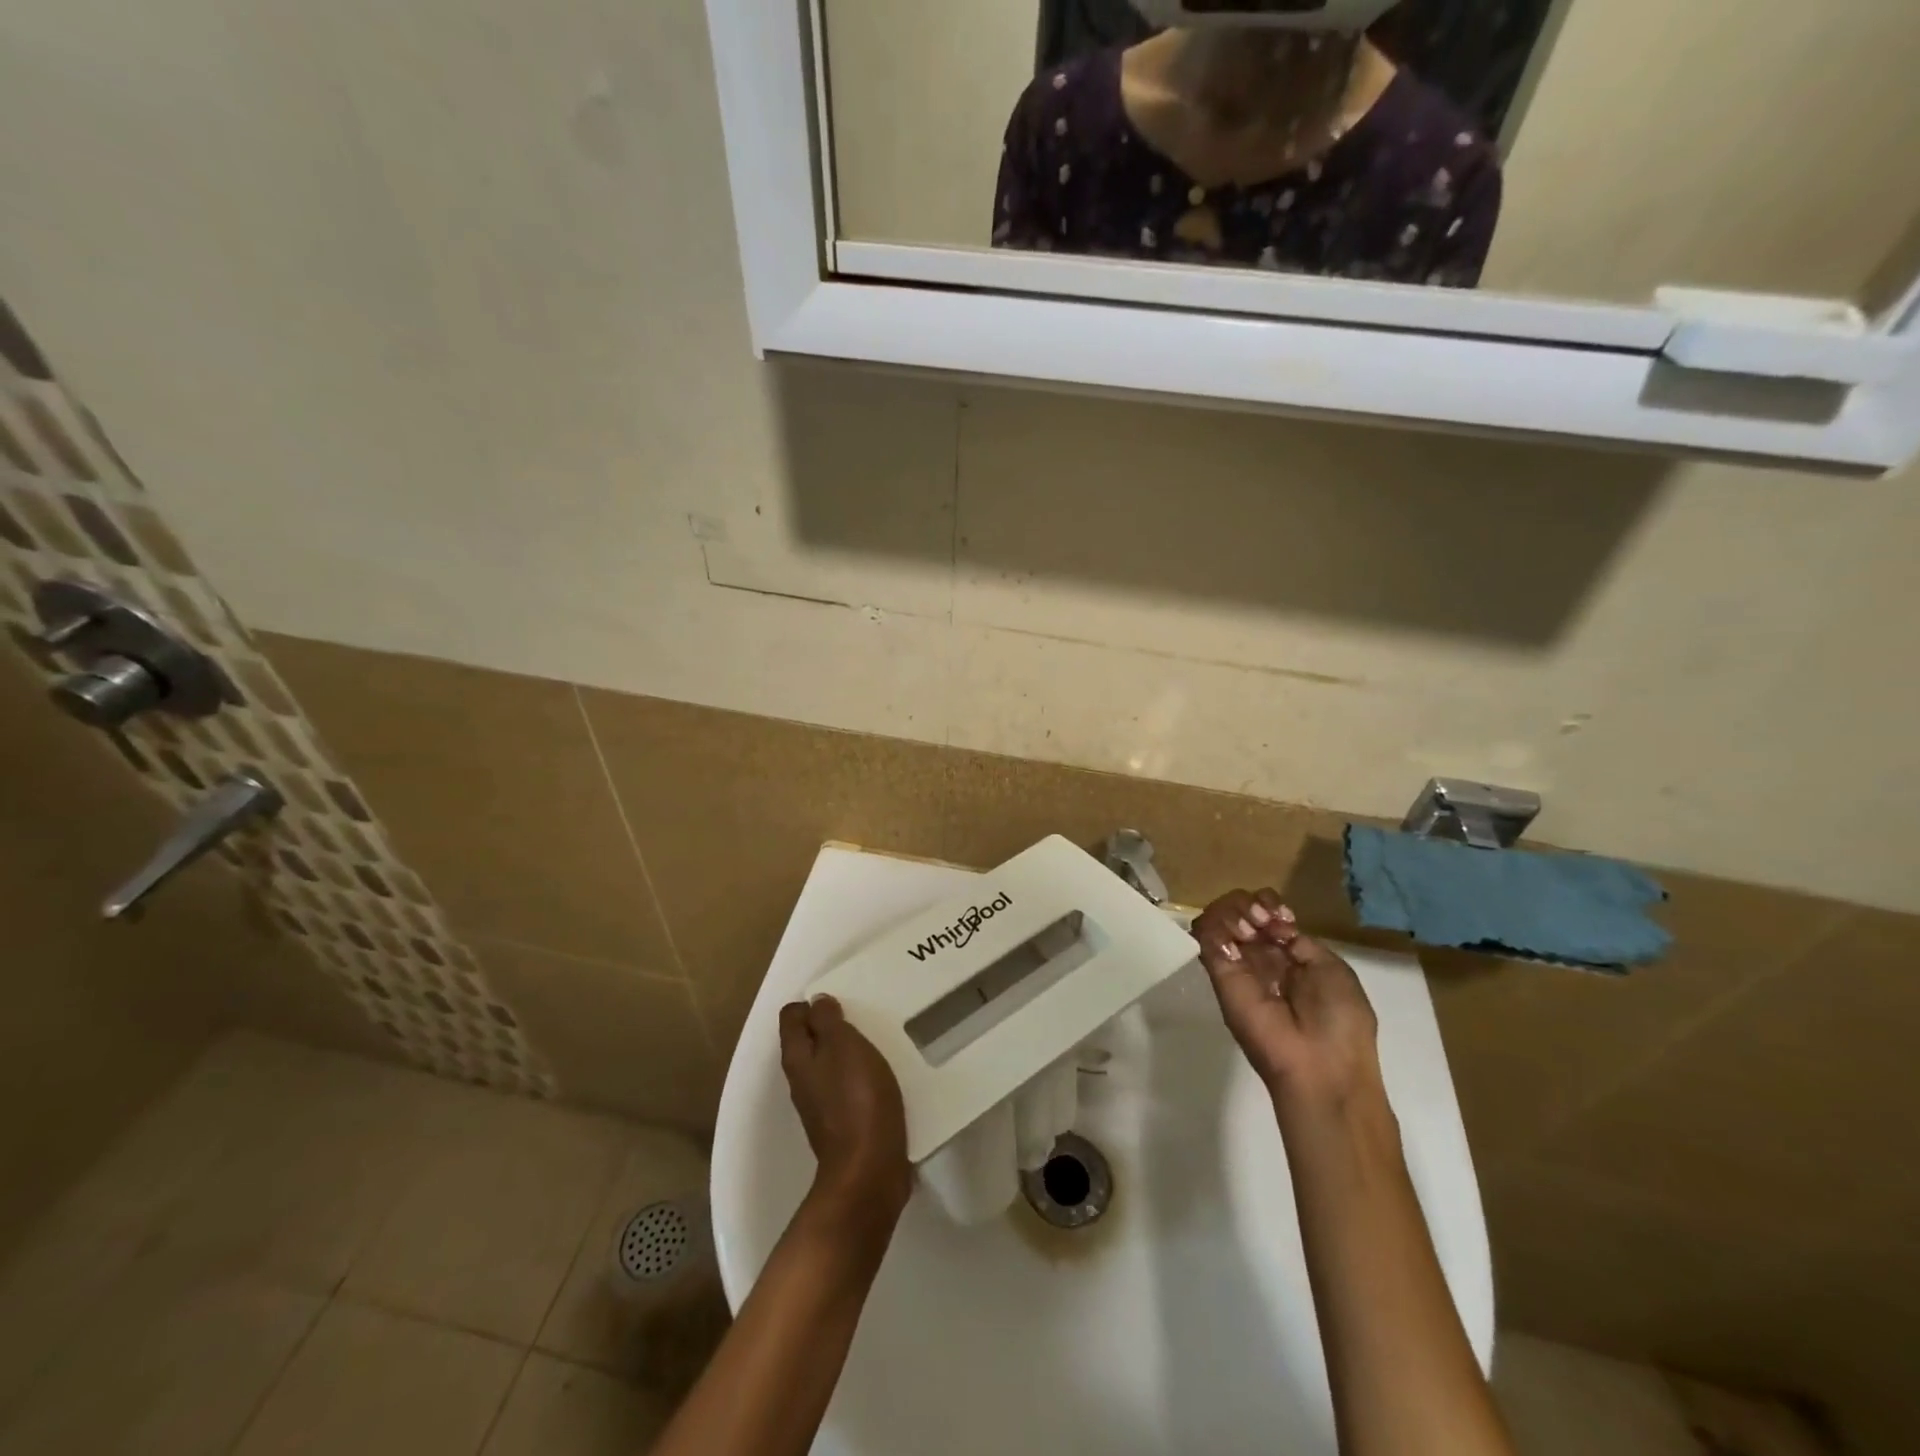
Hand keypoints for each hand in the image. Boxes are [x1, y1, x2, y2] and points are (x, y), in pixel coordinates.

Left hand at [779, 995, 911, 1231]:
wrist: (869, 1171)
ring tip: (877, 1042)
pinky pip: (848, 1089)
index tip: (842, 1001)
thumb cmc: (856, 1100)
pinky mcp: (843, 1125)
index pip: (792, 1017)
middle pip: (810, 1041)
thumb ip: (828, 1020)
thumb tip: (816, 1002)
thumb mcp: (844, 1046)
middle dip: (832, 1026)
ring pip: (830, 1065)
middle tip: (863, 1017)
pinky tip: (883, 1077)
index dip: (812, 1003)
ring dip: (849, 1052)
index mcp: (798, 1058)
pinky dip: (861, 1077)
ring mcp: (821, 1105)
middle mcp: (802, 1081)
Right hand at [1191, 888, 1384, 1124]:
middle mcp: (1258, 957)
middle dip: (1249, 904)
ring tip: (1252, 928)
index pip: (1265, 914)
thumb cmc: (1338, 1021)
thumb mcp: (1332, 970)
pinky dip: (1217, 924)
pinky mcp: (1218, 975)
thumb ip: (1300, 942)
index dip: (1268, 905)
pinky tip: (1240, 935)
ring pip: (1218, 918)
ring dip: (1233, 911)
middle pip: (1239, 910)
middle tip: (1264, 922)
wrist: (1320, 1066)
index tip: (1281, 917)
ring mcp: (1235, 965)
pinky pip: (1206, 937)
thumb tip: (1271, 927)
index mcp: (1287, 956)